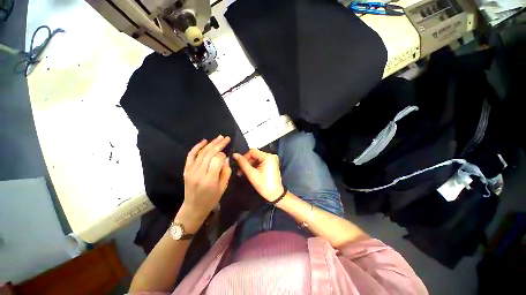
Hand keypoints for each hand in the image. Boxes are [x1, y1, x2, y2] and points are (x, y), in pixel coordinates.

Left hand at [179, 135, 231, 224]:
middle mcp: (199, 173)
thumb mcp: (223, 187)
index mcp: (210, 179)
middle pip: (210, 154)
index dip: (223, 155)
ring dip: (211, 143)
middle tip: (226, 138)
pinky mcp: (186, 169)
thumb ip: (226, 171)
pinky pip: (191, 155)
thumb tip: (225, 157)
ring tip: (219, 137)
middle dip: (219, 144)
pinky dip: (197, 147)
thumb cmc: (211, 199)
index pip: (217, 160)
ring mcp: (191, 170)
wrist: (193, 207)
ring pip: (202, 152)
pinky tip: (204, 141)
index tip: (227, 153)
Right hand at [233, 149, 284, 201]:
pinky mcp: (272, 163)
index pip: (252, 151)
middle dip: (247, 162)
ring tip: (243, 173)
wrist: (275, 195)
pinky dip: (255, 166)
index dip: (244, 157)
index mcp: (268, 156)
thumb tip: (235, 154)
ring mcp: (272, 159)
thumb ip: (243, 163)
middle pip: (255, 155)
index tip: (238, 165)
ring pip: (257, 158)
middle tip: (240, 171)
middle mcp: (271, 155)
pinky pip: (261, 161)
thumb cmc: (263, 185)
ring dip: (250, 164)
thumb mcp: (251, 174)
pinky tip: (250, 172)